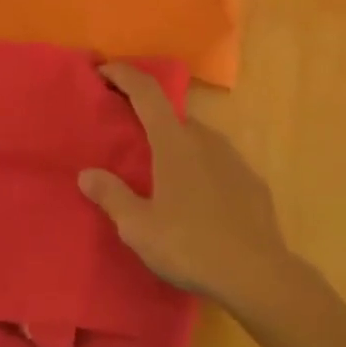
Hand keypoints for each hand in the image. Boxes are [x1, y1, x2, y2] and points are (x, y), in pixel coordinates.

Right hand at [79, 63, 295, 313]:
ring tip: (163, 176)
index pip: (146, 91)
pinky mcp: (252, 182)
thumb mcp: (139, 228)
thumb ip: (111, 196)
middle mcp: (204, 139)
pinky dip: (202, 169)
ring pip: (197, 140)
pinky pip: (219, 164)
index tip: (103, 71)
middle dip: (148, 119)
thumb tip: (86, 174)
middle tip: (129, 138)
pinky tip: (198, 201)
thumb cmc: (191, 246)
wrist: (259, 276)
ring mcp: (233, 158)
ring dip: (177, 146)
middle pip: (171, 116)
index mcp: (174, 142)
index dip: (123, 74)